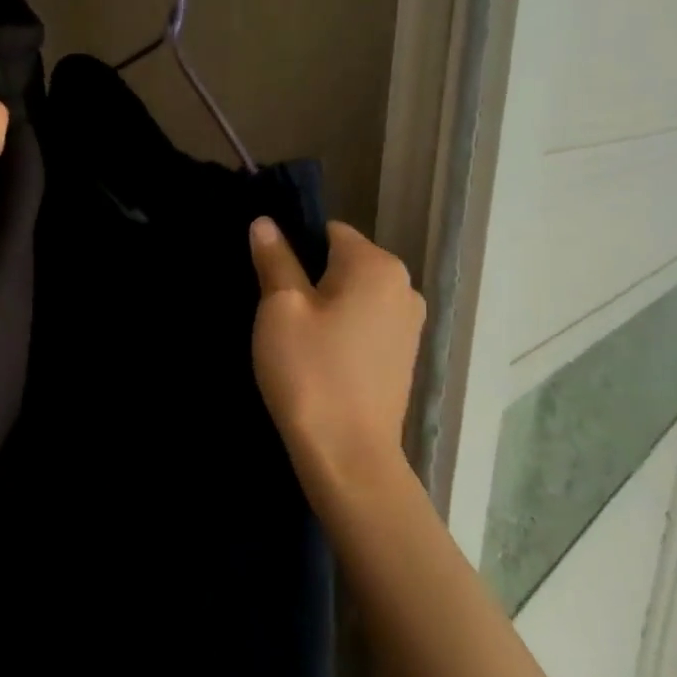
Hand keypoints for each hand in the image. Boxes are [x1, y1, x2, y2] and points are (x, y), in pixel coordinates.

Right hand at [249, 219, 425, 497]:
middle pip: (344, 263)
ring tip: (296, 341)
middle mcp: (404, 286)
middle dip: (310, 279)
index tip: (271, 281)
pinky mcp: (404, 356)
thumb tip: (266, 222)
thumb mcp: (280, 309)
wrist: (348, 454)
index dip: (294, 248)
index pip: (329, 231)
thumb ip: (275, 259)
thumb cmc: (309, 371)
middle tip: (277, 315)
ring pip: (355, 296)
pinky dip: (343, 331)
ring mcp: (410, 324)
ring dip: (326, 307)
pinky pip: (367, 325)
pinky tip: (321, 360)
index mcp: (377, 266)